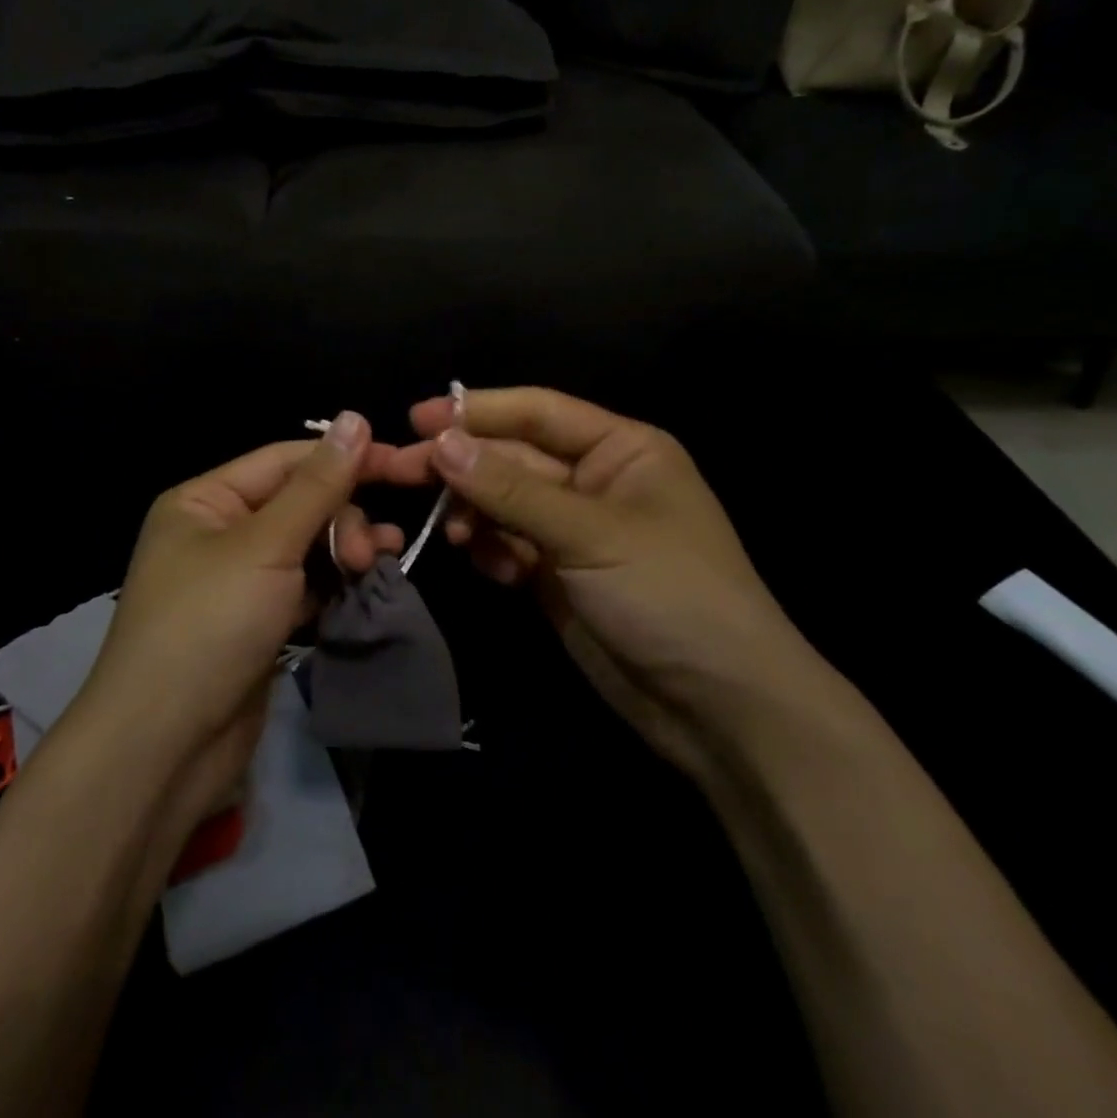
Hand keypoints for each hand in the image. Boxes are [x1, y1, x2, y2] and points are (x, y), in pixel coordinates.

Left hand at [74, 412, 406, 828]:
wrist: (164, 747)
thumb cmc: (208, 625)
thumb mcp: (265, 545)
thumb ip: (317, 485)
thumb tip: (355, 417)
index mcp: (205, 500)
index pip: (286, 460)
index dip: (344, 458)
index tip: (403, 464)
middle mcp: (220, 532)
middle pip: (300, 502)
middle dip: (341, 517)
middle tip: (365, 552)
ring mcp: (239, 581)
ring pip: (308, 546)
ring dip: (345, 549)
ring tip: (378, 563)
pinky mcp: (259, 623)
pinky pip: (306, 587)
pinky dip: (335, 585)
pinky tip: (366, 588)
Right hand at [396, 387, 836, 773]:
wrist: (717, 706)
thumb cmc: (670, 594)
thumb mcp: (590, 533)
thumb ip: (511, 490)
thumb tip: (441, 443)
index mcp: (620, 449)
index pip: (537, 412)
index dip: (477, 411)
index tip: (417, 418)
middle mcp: (594, 480)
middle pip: (512, 458)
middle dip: (461, 465)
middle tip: (399, 470)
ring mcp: (573, 530)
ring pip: (504, 503)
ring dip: (473, 512)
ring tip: (453, 532)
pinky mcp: (557, 575)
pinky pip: (509, 544)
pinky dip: (491, 550)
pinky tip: (488, 565)